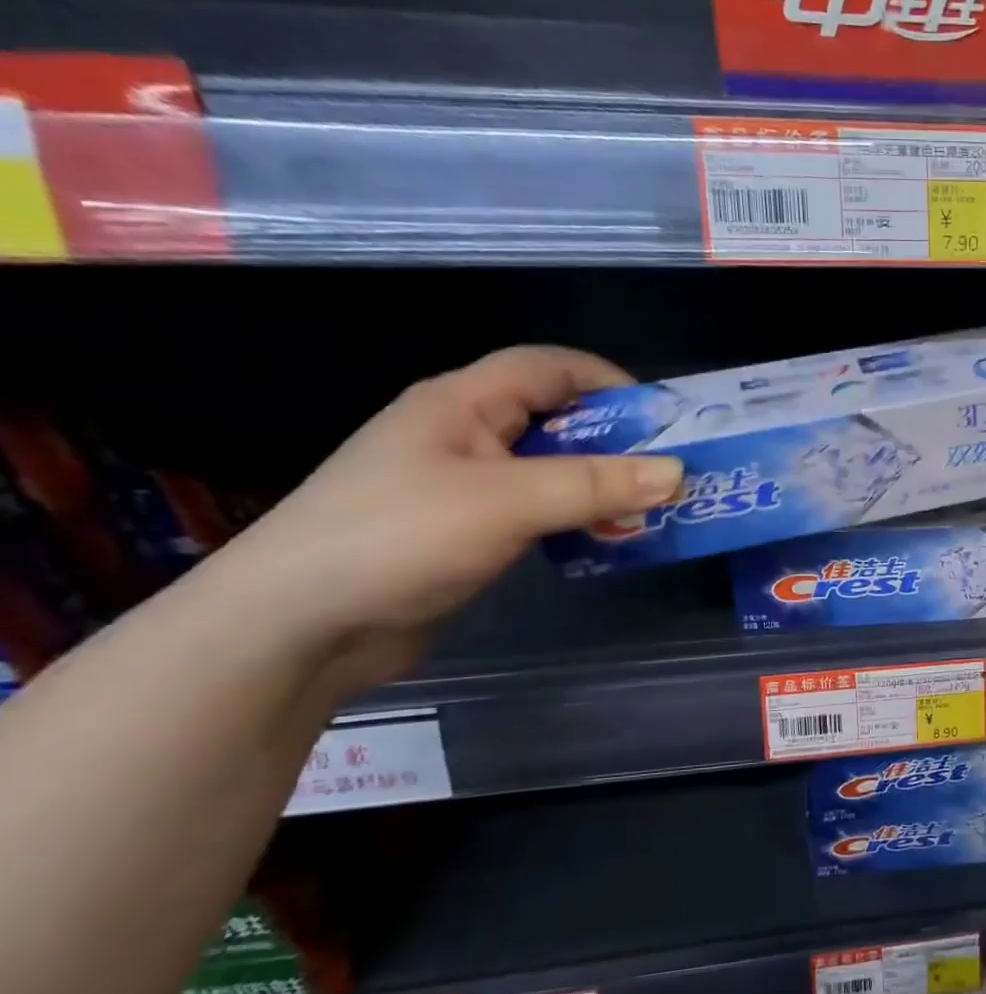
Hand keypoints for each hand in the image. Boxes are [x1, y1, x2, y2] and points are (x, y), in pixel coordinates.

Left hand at [208, 346, 682, 690]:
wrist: (300, 625)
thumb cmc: (400, 538)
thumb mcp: (507, 502)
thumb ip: (594, 484)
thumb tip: (676, 472)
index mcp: (462, 403)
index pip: (548, 367)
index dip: (608, 380)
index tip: (664, 418)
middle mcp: (464, 435)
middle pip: (554, 419)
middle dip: (616, 441)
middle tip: (670, 472)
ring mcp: (462, 487)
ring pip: (548, 470)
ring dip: (599, 485)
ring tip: (650, 510)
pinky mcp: (466, 533)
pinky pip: (536, 512)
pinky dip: (575, 519)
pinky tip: (603, 541)